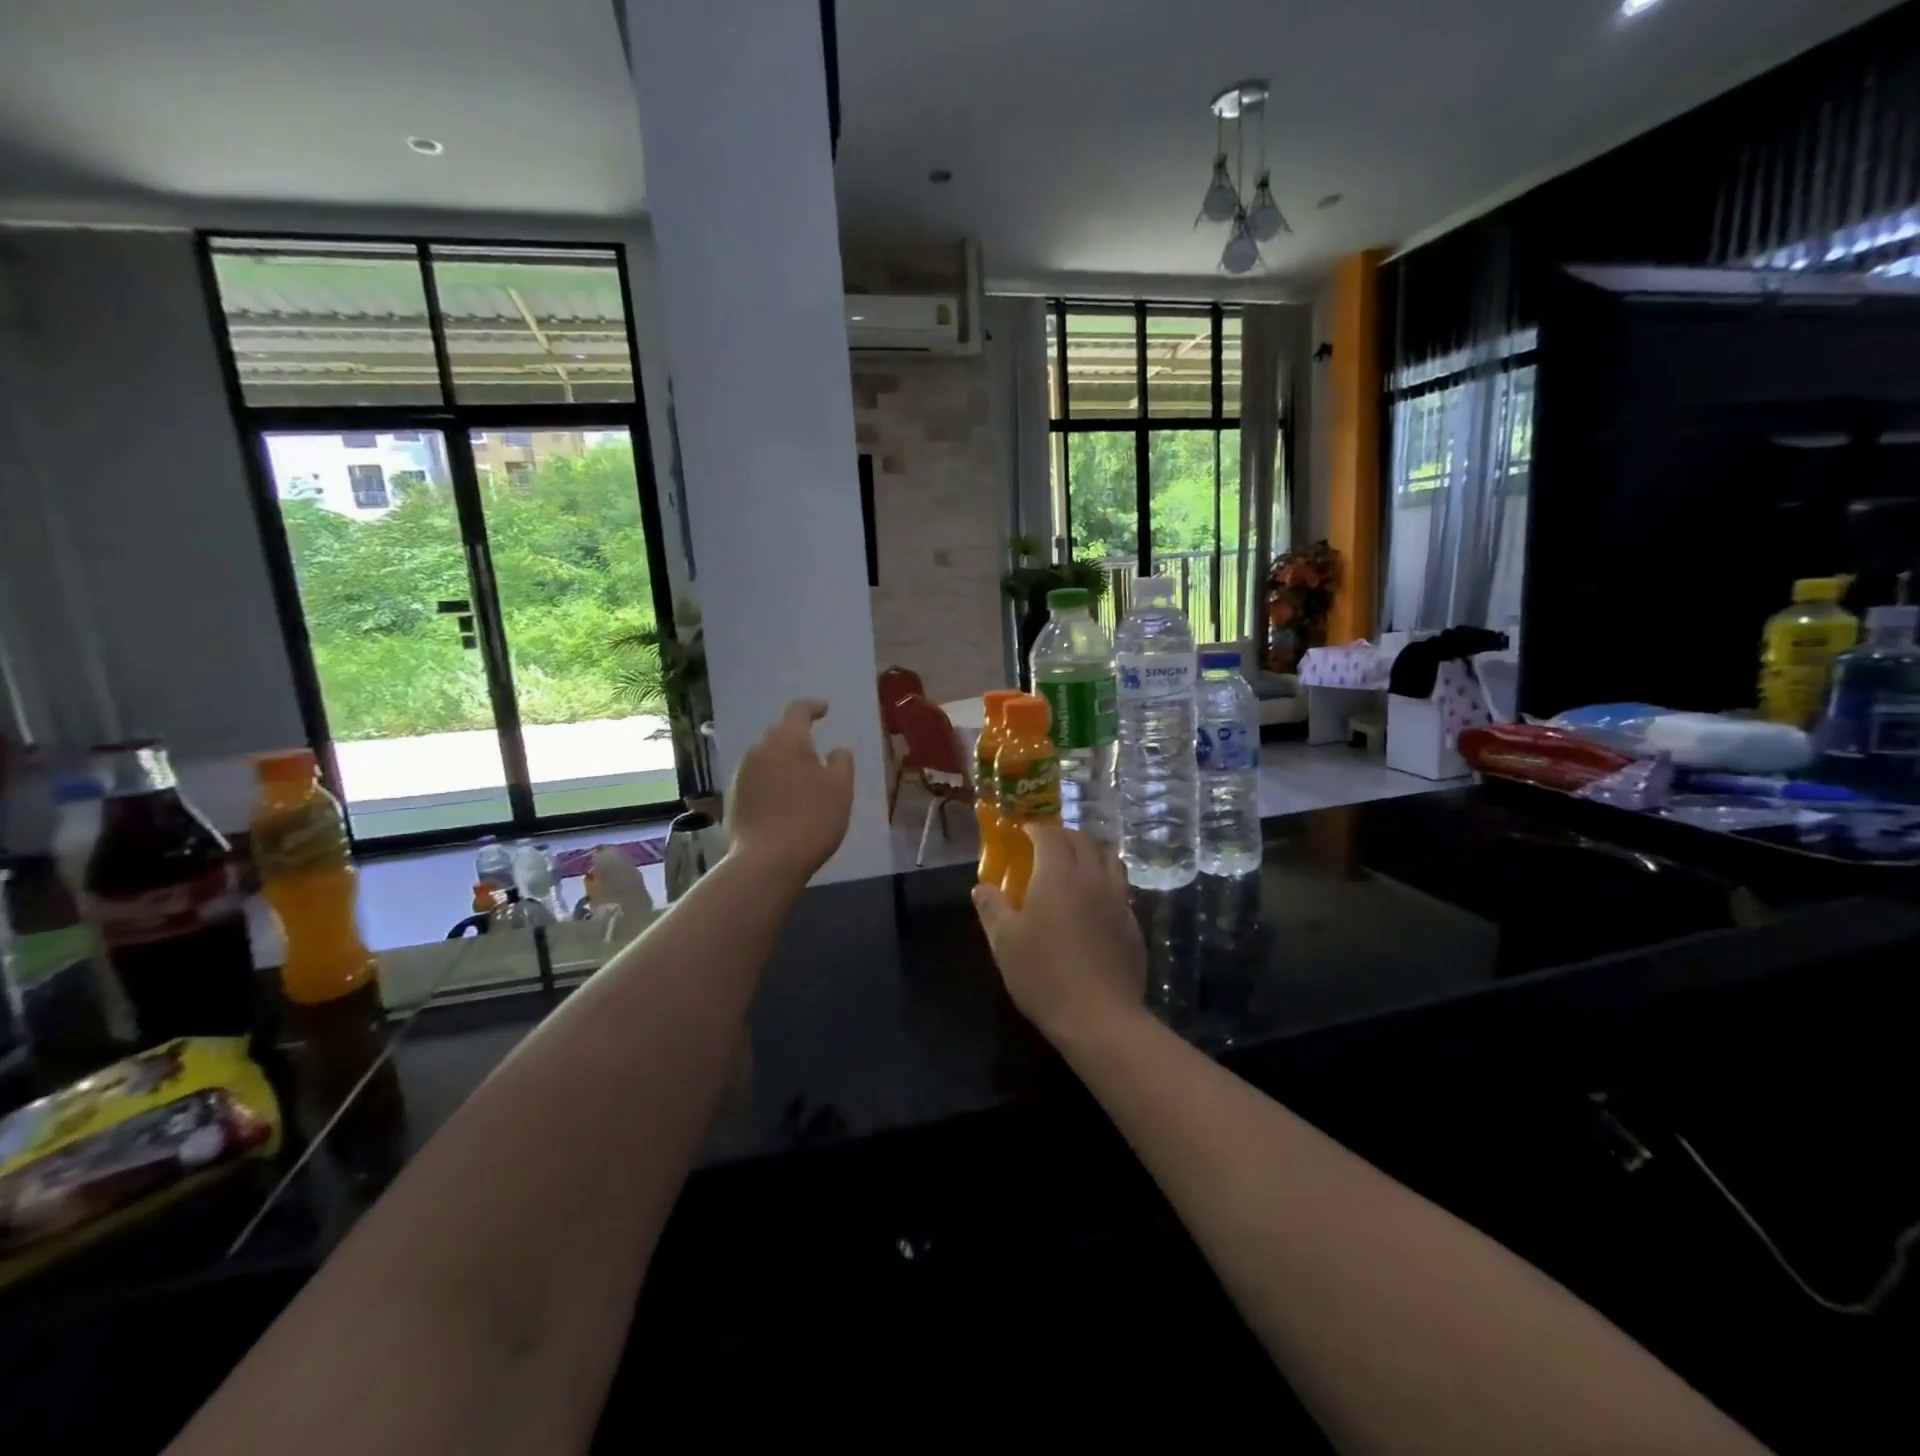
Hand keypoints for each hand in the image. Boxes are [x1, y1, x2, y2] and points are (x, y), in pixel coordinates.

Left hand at [726, 700, 854, 883]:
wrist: (767, 861)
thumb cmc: (812, 818)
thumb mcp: (841, 789)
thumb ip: (842, 763)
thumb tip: (838, 749)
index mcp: (787, 740)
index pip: (798, 711)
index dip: (813, 707)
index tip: (825, 710)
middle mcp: (760, 750)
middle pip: (779, 733)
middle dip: (797, 735)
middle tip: (815, 747)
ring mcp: (742, 774)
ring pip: (766, 757)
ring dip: (783, 760)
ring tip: (800, 775)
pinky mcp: (734, 798)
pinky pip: (757, 778)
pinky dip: (772, 780)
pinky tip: (783, 798)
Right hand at [972, 825, 1146, 1043]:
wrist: (1100, 1019)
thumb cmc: (1044, 976)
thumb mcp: (1004, 943)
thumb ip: (992, 908)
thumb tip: (981, 888)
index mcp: (1059, 875)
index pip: (1050, 834)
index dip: (1036, 829)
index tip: (1023, 833)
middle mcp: (1092, 878)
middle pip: (1083, 841)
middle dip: (1063, 836)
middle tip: (1045, 847)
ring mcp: (1118, 900)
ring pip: (1109, 859)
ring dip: (1090, 853)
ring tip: (1074, 868)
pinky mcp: (1133, 924)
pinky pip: (1120, 889)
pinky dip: (1105, 882)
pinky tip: (1093, 905)